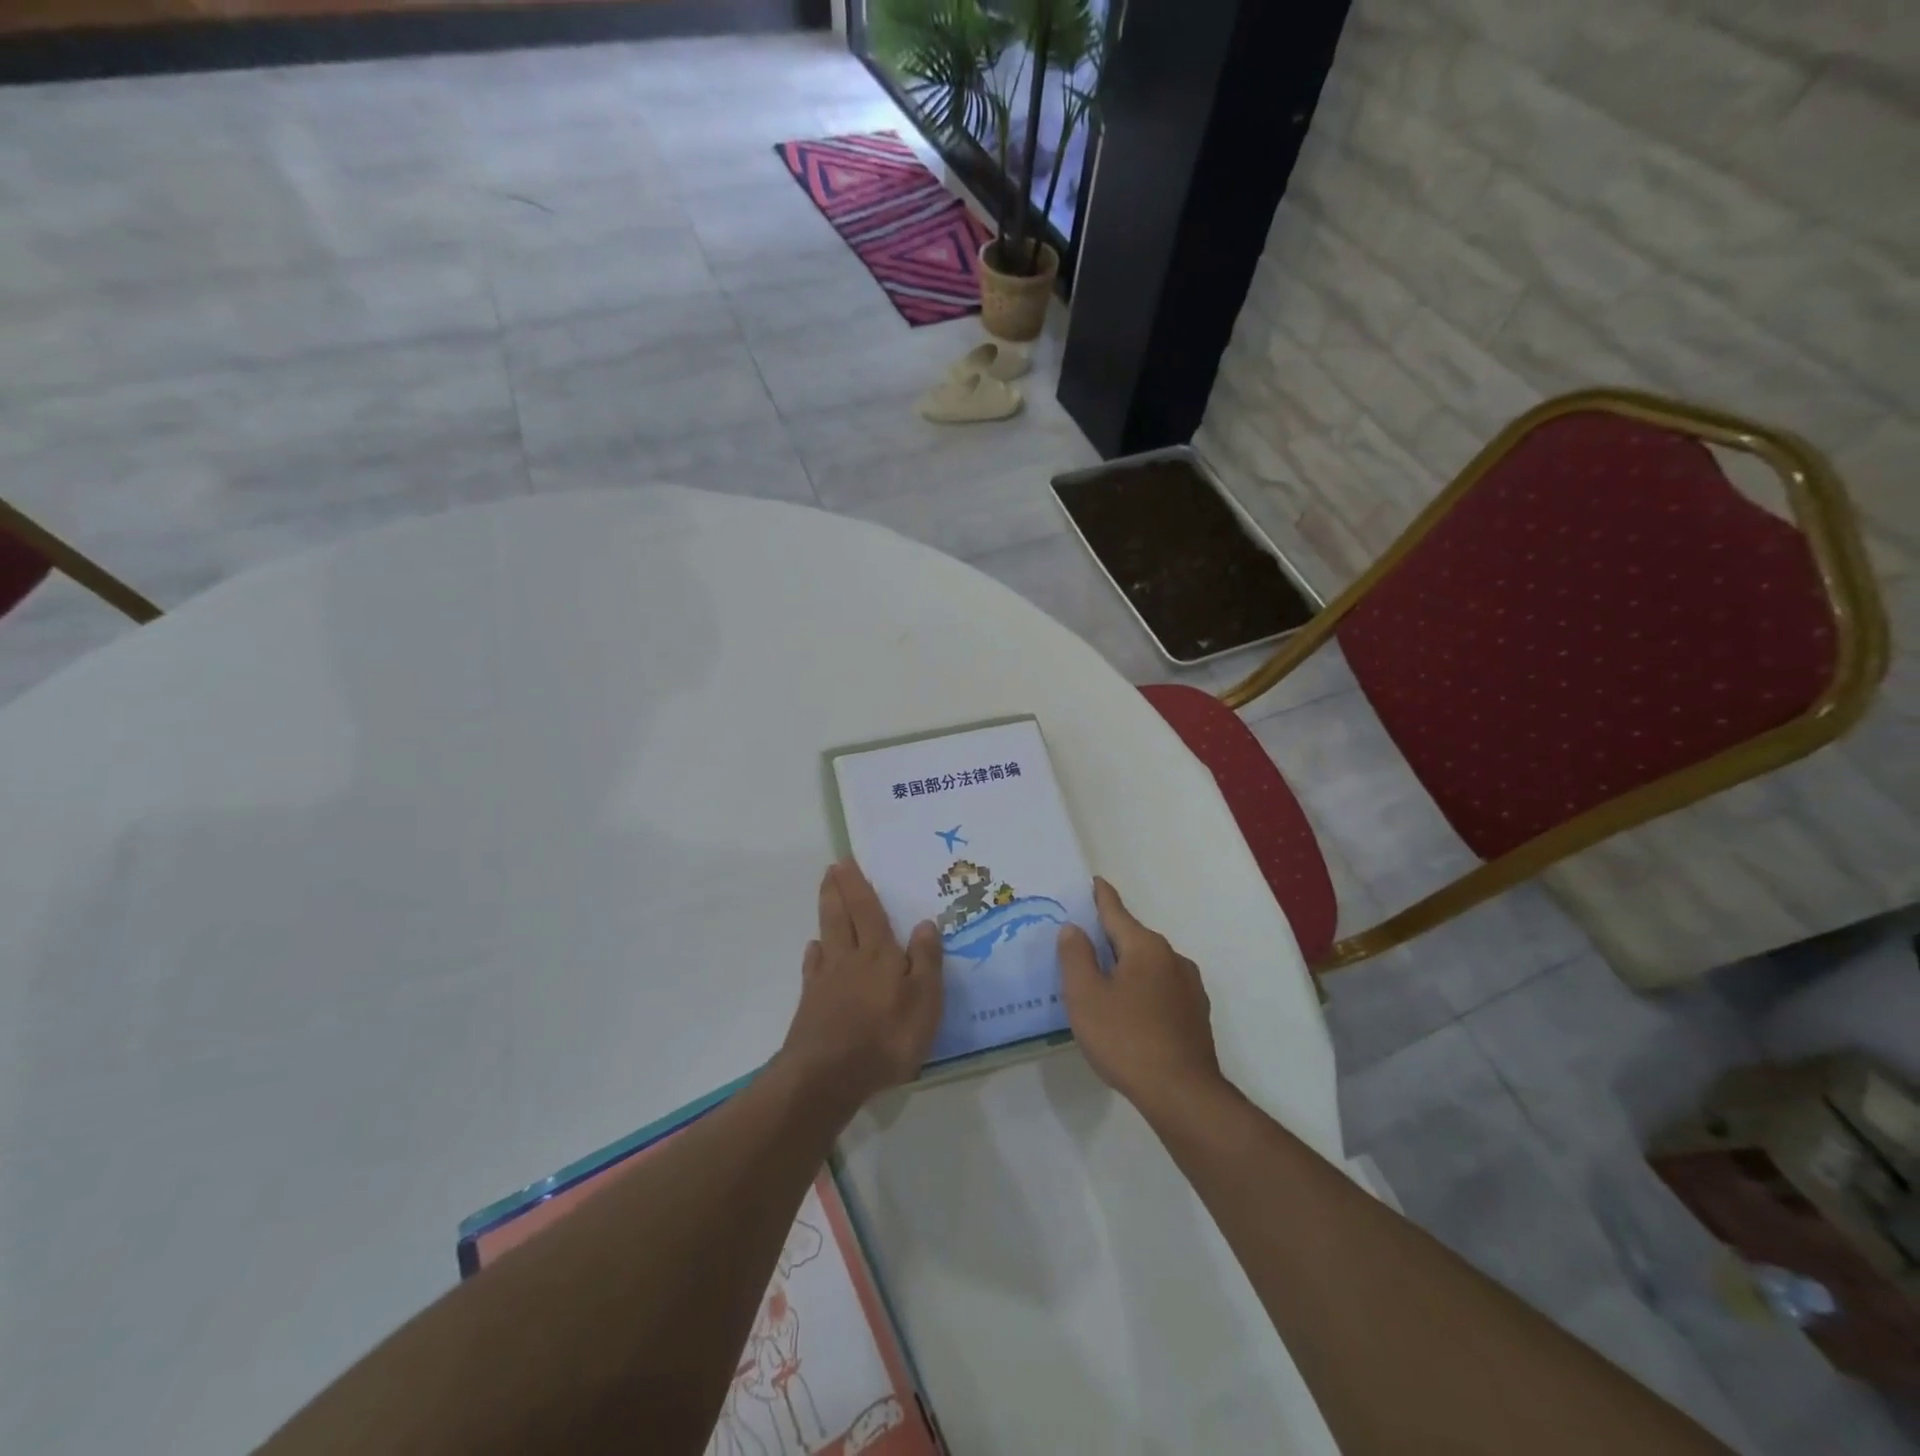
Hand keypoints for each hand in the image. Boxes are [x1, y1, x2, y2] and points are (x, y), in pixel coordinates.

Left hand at [778, 860, 942, 1108]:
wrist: (827, 1076)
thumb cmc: (886, 1037)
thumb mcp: (924, 1000)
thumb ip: (925, 960)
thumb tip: (925, 922)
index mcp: (878, 953)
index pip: (867, 909)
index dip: (857, 884)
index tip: (846, 861)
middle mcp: (849, 958)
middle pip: (840, 916)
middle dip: (837, 890)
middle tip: (831, 869)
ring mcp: (826, 981)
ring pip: (825, 936)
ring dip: (825, 914)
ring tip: (825, 897)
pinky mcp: (811, 1005)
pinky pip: (813, 968)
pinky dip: (814, 954)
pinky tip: (814, 952)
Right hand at [1058, 878, 1222, 1119]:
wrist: (1182, 1094)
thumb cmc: (1126, 1039)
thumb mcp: (1085, 996)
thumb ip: (1075, 957)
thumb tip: (1074, 929)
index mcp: (1145, 947)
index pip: (1116, 912)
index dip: (1102, 897)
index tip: (1095, 881)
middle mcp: (1172, 958)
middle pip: (1134, 939)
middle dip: (1110, 938)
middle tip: (1084, 943)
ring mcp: (1190, 988)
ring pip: (1150, 966)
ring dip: (1127, 968)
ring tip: (1104, 983)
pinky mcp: (1196, 1015)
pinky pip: (1161, 989)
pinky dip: (1143, 990)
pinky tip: (1130, 1013)